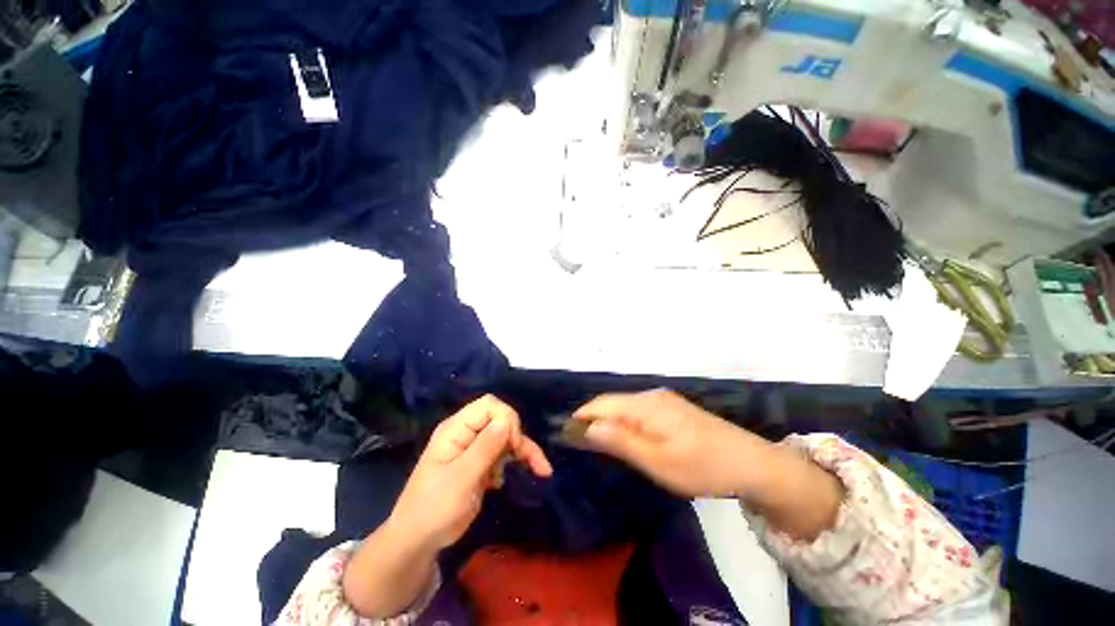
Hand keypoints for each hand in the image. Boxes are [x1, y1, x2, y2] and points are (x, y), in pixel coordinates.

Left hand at [390, 394, 552, 549]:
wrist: (418, 541)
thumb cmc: (434, 508)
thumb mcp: (461, 479)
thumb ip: (485, 447)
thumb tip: (507, 421)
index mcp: (456, 429)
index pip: (489, 405)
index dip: (506, 419)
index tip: (513, 445)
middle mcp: (466, 432)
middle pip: (502, 420)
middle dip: (520, 437)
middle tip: (534, 462)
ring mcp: (473, 447)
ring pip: (507, 437)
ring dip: (523, 451)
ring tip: (540, 470)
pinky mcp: (479, 462)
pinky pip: (502, 453)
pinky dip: (513, 462)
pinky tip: (505, 480)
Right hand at [572, 389, 761, 497]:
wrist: (751, 462)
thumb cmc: (701, 466)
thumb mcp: (657, 461)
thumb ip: (621, 441)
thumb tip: (588, 426)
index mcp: (645, 405)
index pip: (602, 403)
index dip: (582, 416)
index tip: (567, 434)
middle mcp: (651, 395)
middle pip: (613, 402)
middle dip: (594, 419)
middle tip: (581, 443)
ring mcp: (664, 400)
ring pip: (625, 406)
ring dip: (609, 420)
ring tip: (599, 442)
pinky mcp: (673, 408)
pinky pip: (638, 410)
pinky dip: (625, 421)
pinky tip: (627, 437)